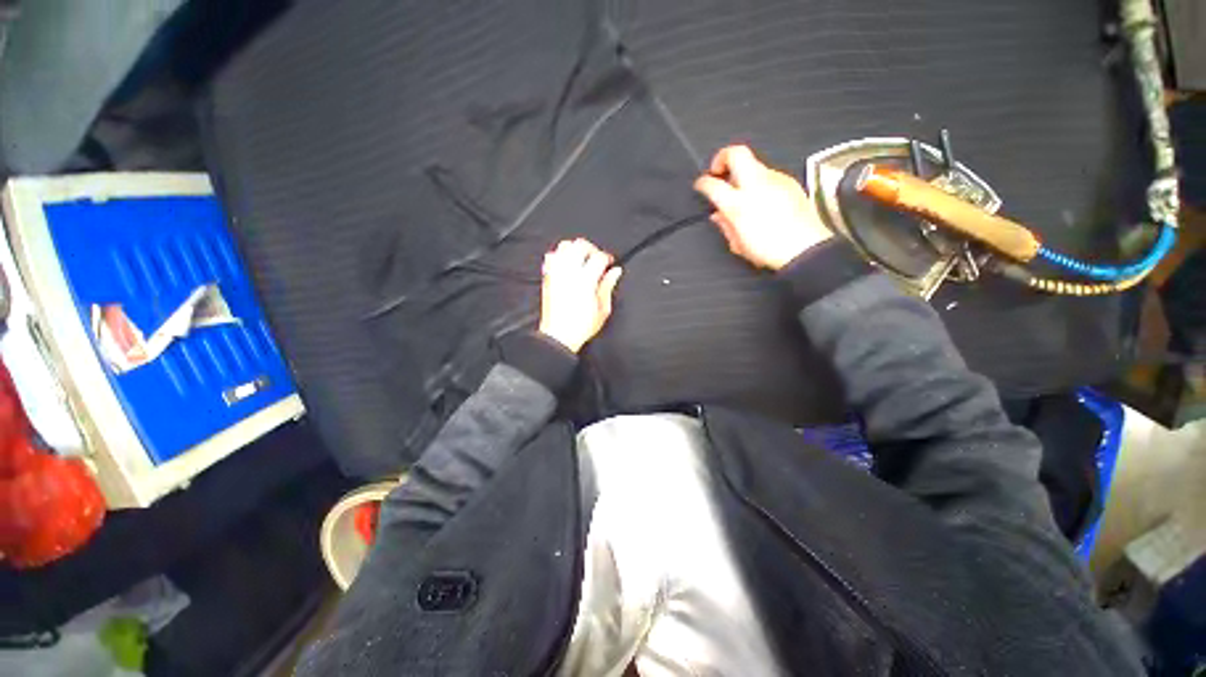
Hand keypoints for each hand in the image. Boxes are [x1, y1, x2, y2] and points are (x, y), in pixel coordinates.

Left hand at [538, 239, 622, 352]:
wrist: (559, 335)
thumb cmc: (582, 326)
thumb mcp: (603, 309)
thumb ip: (608, 286)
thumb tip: (615, 272)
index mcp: (586, 280)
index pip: (599, 257)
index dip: (607, 258)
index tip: (610, 263)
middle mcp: (570, 272)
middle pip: (580, 245)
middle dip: (592, 249)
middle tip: (597, 259)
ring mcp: (556, 273)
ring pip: (564, 246)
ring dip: (575, 249)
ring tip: (582, 259)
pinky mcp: (547, 277)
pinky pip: (551, 256)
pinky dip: (560, 255)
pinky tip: (566, 264)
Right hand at [694, 145, 831, 270]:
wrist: (804, 249)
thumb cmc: (772, 250)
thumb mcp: (738, 244)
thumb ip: (725, 225)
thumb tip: (718, 215)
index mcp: (738, 205)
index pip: (712, 184)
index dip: (702, 183)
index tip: (701, 184)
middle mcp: (756, 186)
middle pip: (736, 153)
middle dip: (722, 157)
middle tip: (718, 170)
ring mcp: (775, 180)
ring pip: (754, 163)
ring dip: (743, 172)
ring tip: (740, 190)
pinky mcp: (789, 182)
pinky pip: (769, 175)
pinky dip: (759, 181)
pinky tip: (760, 198)